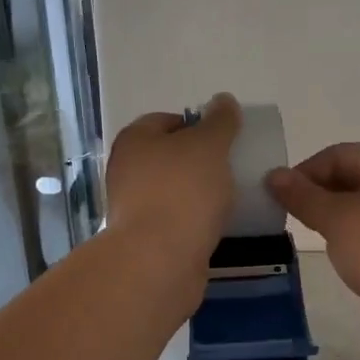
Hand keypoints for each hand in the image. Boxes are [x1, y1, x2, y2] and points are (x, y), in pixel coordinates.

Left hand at [104, 95, 241, 280]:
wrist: (159, 260)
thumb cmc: (183, 192)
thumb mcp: (209, 145)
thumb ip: (220, 121)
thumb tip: (224, 100)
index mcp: (134, 140)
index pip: (167, 120)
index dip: (197, 125)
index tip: (226, 139)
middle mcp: (127, 170)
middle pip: (170, 157)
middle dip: (200, 161)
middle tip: (231, 167)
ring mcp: (134, 207)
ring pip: (173, 191)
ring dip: (199, 193)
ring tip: (230, 198)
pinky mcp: (146, 239)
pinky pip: (176, 221)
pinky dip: (195, 221)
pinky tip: (217, 225)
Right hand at [267, 143, 359, 355]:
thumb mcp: (337, 218)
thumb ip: (303, 196)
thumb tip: (274, 174)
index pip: (339, 154)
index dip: (306, 170)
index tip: (279, 196)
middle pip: (352, 177)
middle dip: (318, 192)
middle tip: (289, 216)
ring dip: (333, 216)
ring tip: (309, 234)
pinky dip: (350, 237)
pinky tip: (338, 254)